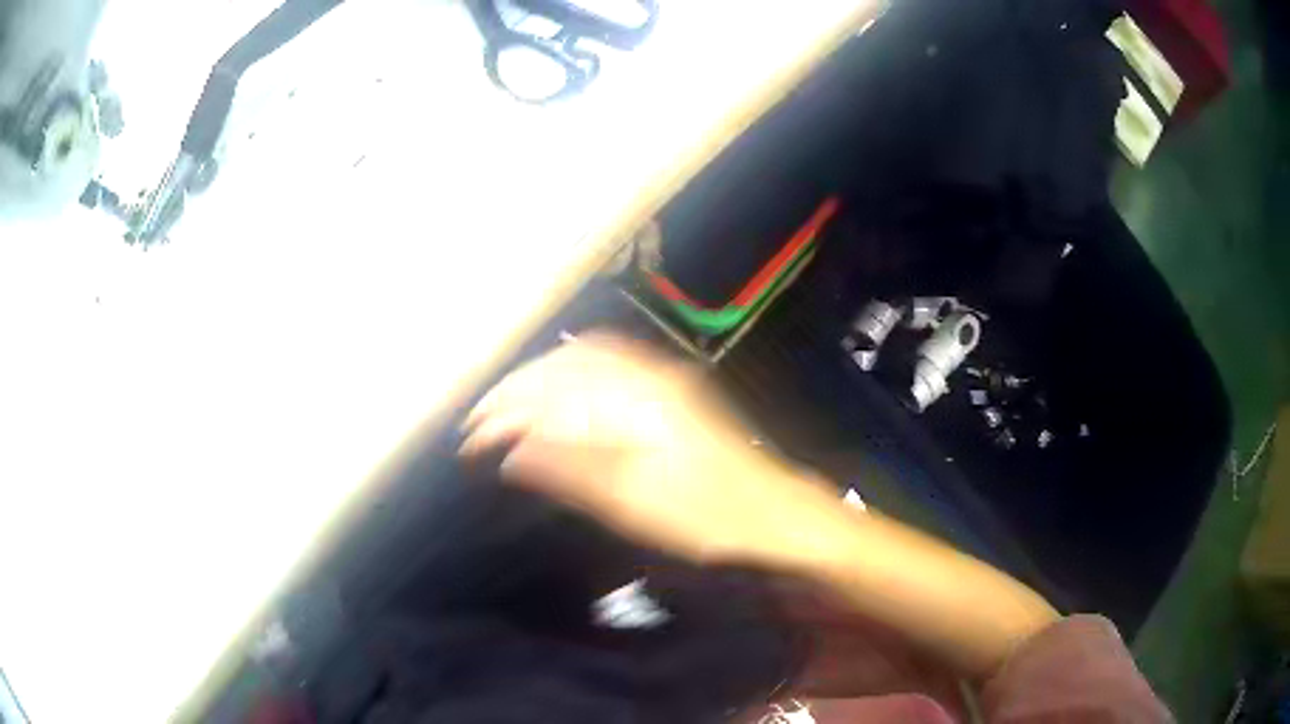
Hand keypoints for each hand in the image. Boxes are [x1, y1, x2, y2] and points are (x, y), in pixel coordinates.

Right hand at [460, 333, 843, 565]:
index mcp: (634, 398)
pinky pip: (607, 368)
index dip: (505, 410)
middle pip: (563, 365)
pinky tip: (559, 398)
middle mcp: (646, 374)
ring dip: (539, 381)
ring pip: (583, 361)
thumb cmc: (705, 515)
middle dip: (515, 390)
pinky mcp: (670, 392)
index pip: (551, 389)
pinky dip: (570, 379)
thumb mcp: (631, 500)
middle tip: (480, 423)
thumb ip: (569, 469)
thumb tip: (510, 451)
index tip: (471, 437)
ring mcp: (662, 378)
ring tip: (508, 410)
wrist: (772, 515)